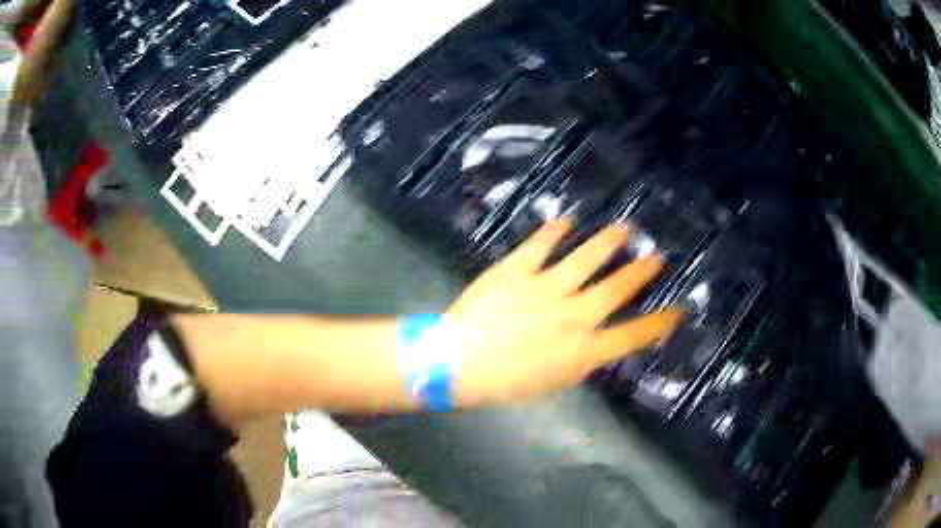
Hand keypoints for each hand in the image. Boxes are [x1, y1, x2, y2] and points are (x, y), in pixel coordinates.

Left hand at [449, 219, 682, 405]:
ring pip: (586, 259)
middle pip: (616, 289)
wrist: (458, 363)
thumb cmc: (506, 383)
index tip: (678, 311)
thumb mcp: (554, 381)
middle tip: (656, 257)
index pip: (633, 335)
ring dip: (609, 242)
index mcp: (583, 349)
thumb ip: (581, 360)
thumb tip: (598, 343)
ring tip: (625, 228)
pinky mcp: (517, 270)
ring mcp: (545, 288)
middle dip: (641, 271)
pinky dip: (555, 230)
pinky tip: (567, 221)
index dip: (660, 323)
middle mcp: (572, 315)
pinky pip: (541, 245)